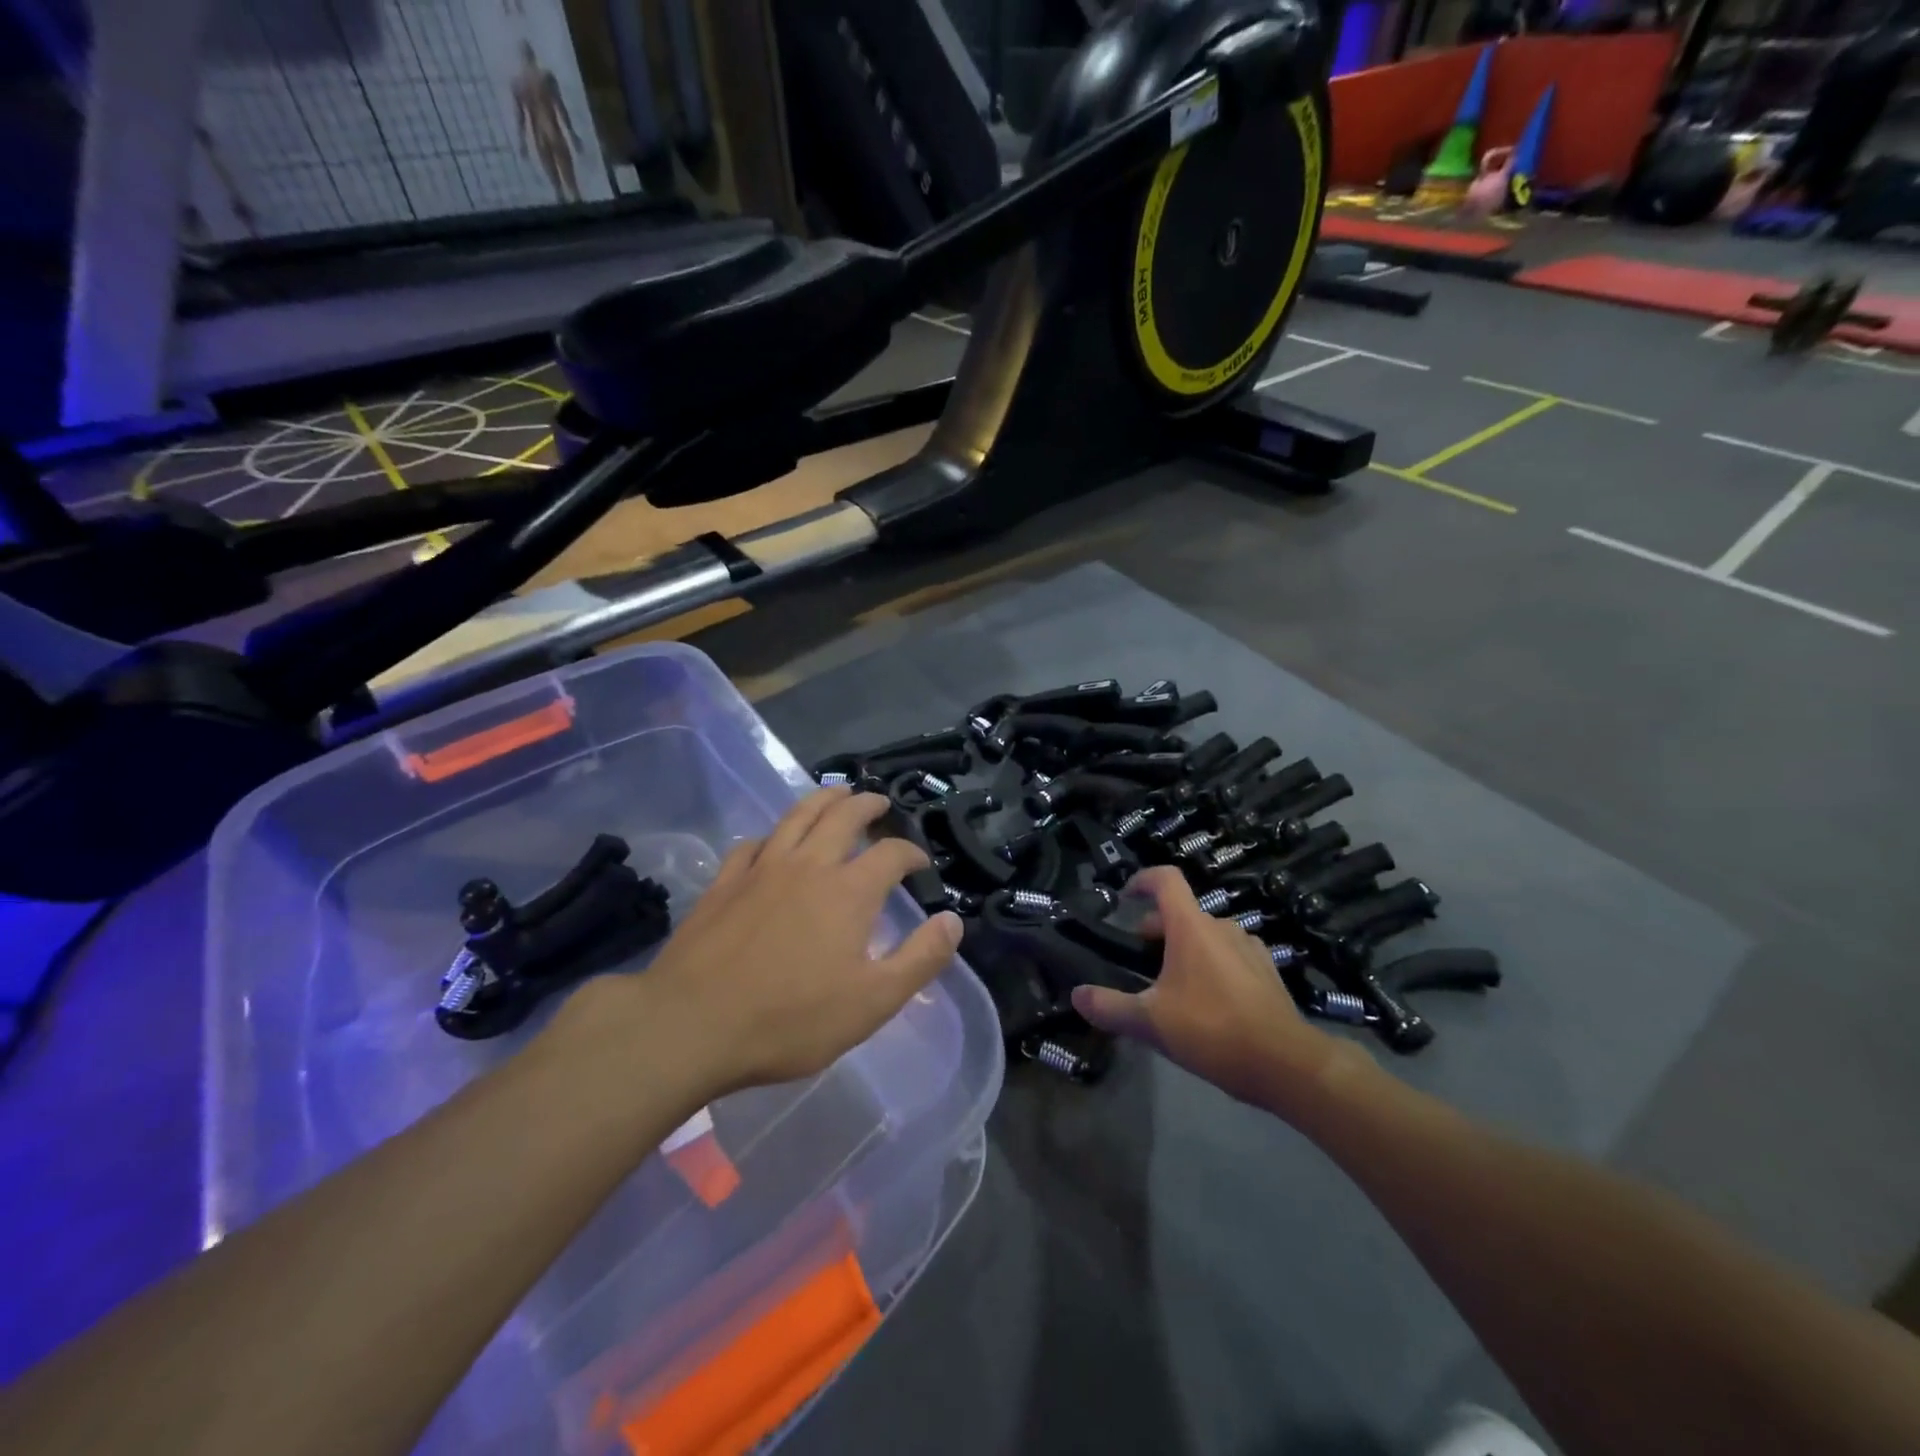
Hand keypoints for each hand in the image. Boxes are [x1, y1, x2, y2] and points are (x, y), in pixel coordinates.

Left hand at [561, 789, 961, 1098]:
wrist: (691, 1024)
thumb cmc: (790, 1019)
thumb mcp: (872, 1002)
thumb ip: (919, 959)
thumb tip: (953, 921)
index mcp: (848, 891)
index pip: (891, 854)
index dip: (911, 853)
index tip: (920, 864)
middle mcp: (808, 865)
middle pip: (843, 816)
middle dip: (867, 805)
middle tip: (879, 803)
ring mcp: (761, 868)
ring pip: (797, 816)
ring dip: (823, 799)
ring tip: (837, 793)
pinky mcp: (724, 882)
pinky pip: (753, 843)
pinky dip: (772, 835)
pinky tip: (772, 843)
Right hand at [1071, 867, 1358, 1110]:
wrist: (1286, 1064)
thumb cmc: (1212, 1030)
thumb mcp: (1150, 1022)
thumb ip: (1110, 1007)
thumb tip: (1076, 995)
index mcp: (1191, 927)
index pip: (1165, 880)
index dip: (1142, 879)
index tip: (1125, 895)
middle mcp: (1222, 927)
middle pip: (1182, 912)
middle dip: (1157, 929)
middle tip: (1140, 960)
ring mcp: (1249, 948)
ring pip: (1207, 935)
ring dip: (1185, 948)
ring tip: (1172, 985)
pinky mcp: (1267, 972)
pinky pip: (1230, 955)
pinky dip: (1212, 965)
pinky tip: (1208, 1001)